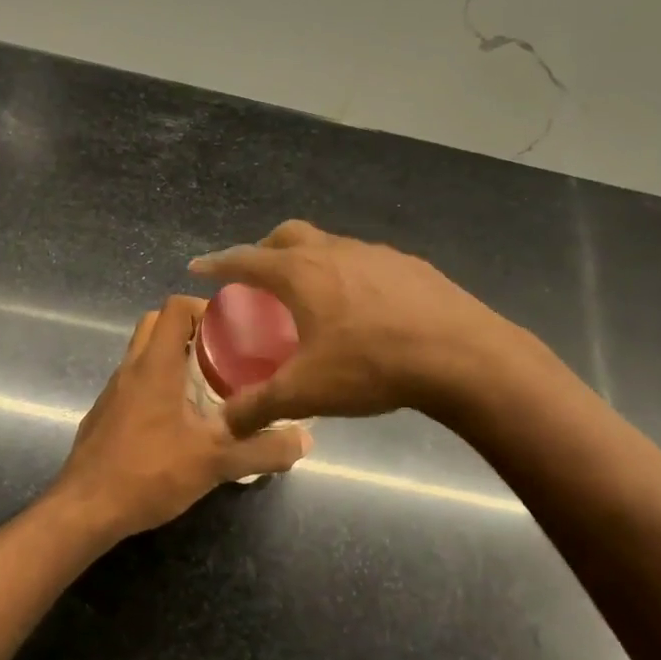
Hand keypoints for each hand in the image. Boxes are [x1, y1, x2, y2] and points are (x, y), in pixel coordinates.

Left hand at [50, 295, 312, 543]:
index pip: (175, 308)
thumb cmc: (149, 473)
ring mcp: (112, 393)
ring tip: (207, 386)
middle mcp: (130, 369)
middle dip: (189, 329)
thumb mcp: (215, 462)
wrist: (85, 511)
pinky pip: (132, 384)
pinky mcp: (104, 416)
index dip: (204, 307)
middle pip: (155, 324)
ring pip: (141, 355)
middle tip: (222, 353)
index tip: (233, 328)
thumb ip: (262, 450)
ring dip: (172, 358)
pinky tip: (177, 422)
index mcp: (155, 366)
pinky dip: (156, 385)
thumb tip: (305, 439)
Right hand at [190, 220, 513, 436]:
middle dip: (265, 250)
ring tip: (312, 295)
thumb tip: (225, 423)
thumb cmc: (371, 365)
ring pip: (331, 246)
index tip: (200, 267)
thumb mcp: (306, 391)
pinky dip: (350, 275)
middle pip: (289, 236)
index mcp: (301, 273)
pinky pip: (367, 262)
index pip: (246, 259)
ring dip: (311, 261)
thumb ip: (259, 406)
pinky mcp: (411, 266)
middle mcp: (335, 251)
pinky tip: (364, 308)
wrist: (460, 355)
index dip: (218, 263)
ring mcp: (377, 254)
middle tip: (257, 276)